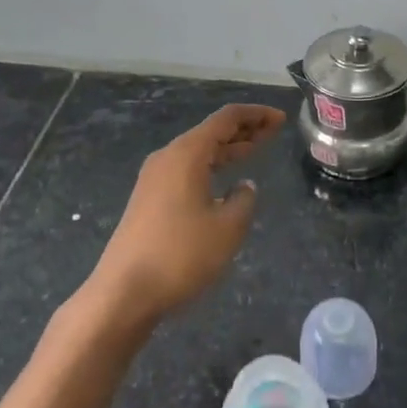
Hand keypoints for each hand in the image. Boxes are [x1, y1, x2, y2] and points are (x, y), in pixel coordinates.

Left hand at [88, 103, 284, 326]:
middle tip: (275, 131)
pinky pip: (187, 170)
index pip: (226, 119)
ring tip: (255, 150)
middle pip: (210, 132)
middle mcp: (167, 158)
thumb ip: (244, 200)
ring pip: (198, 152)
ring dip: (227, 149)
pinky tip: (225, 182)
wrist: (124, 292)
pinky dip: (211, 167)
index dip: (256, 115)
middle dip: (244, 130)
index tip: (281, 119)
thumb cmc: (181, 254)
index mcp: (186, 154)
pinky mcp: (149, 200)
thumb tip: (243, 186)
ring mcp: (154, 180)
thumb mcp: (228, 227)